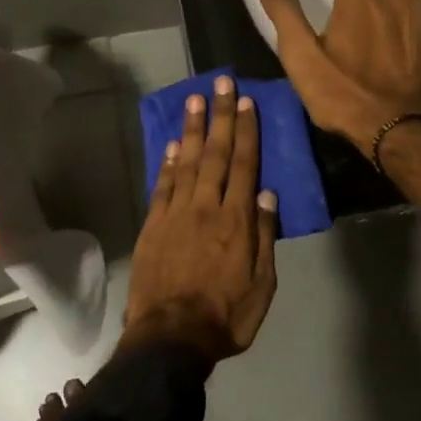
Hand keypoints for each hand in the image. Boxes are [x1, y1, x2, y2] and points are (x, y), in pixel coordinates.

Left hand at [123, 75, 278, 362]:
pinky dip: (169, 162)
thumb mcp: (261, 285)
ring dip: (193, 129)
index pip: (244, 165)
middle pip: (216, 153)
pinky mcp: (153, 225)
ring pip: (188, 162)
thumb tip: (267, 194)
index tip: (245, 101)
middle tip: (220, 82)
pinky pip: (163, 185)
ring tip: (195, 99)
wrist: (170, 338)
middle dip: (220, 115)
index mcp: (236, 220)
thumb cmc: (225, 316)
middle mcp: (206, 207)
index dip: (246, 130)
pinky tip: (174, 144)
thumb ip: (264, 236)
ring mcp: (176, 213)